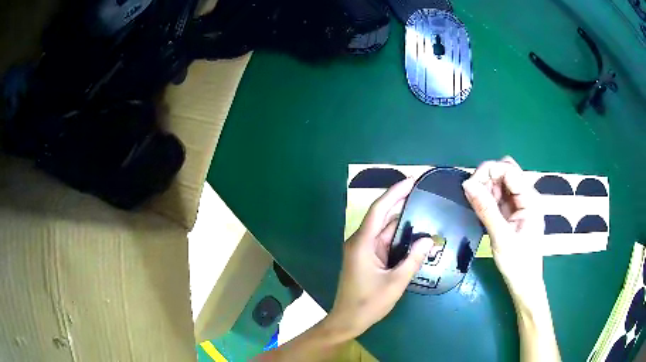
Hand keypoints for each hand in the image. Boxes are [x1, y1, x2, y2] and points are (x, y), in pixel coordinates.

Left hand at [326, 177, 432, 339]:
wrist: (347, 320)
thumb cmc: (368, 303)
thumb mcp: (395, 282)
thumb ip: (412, 259)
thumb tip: (428, 239)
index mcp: (362, 243)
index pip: (379, 209)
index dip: (395, 192)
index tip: (412, 181)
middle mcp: (360, 241)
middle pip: (382, 216)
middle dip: (401, 202)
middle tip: (423, 192)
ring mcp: (362, 250)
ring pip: (384, 229)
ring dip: (402, 221)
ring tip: (424, 209)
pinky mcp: (366, 258)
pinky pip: (383, 241)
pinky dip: (398, 236)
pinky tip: (414, 233)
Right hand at [462, 157, 545, 302]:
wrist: (524, 283)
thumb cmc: (517, 263)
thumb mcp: (501, 237)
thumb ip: (485, 209)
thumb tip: (467, 184)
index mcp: (530, 199)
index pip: (508, 170)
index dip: (488, 171)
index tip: (469, 186)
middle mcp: (527, 196)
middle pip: (506, 171)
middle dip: (487, 177)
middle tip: (473, 195)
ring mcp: (520, 203)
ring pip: (502, 181)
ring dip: (487, 187)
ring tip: (477, 205)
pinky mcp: (513, 211)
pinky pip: (499, 195)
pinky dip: (488, 197)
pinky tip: (482, 209)